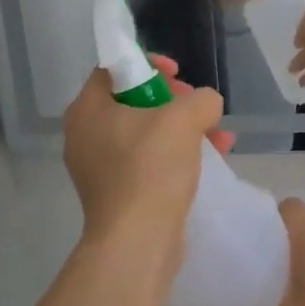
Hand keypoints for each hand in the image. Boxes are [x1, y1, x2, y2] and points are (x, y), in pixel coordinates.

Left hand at [63, 55, 231, 247]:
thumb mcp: (183, 118)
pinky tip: (211, 160)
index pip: (114, 69)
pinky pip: (148, 163)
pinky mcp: (117, 195)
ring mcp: (99, 168)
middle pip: (133, 102)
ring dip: (184, 130)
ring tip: (219, 137)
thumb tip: (205, 105)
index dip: (149, 65)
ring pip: (146, 135)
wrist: (137, 241)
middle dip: (175, 102)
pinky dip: (176, 157)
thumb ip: (200, 99)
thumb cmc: (151, 168)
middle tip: (198, 110)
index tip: (179, 75)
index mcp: (87, 110)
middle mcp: (85, 136)